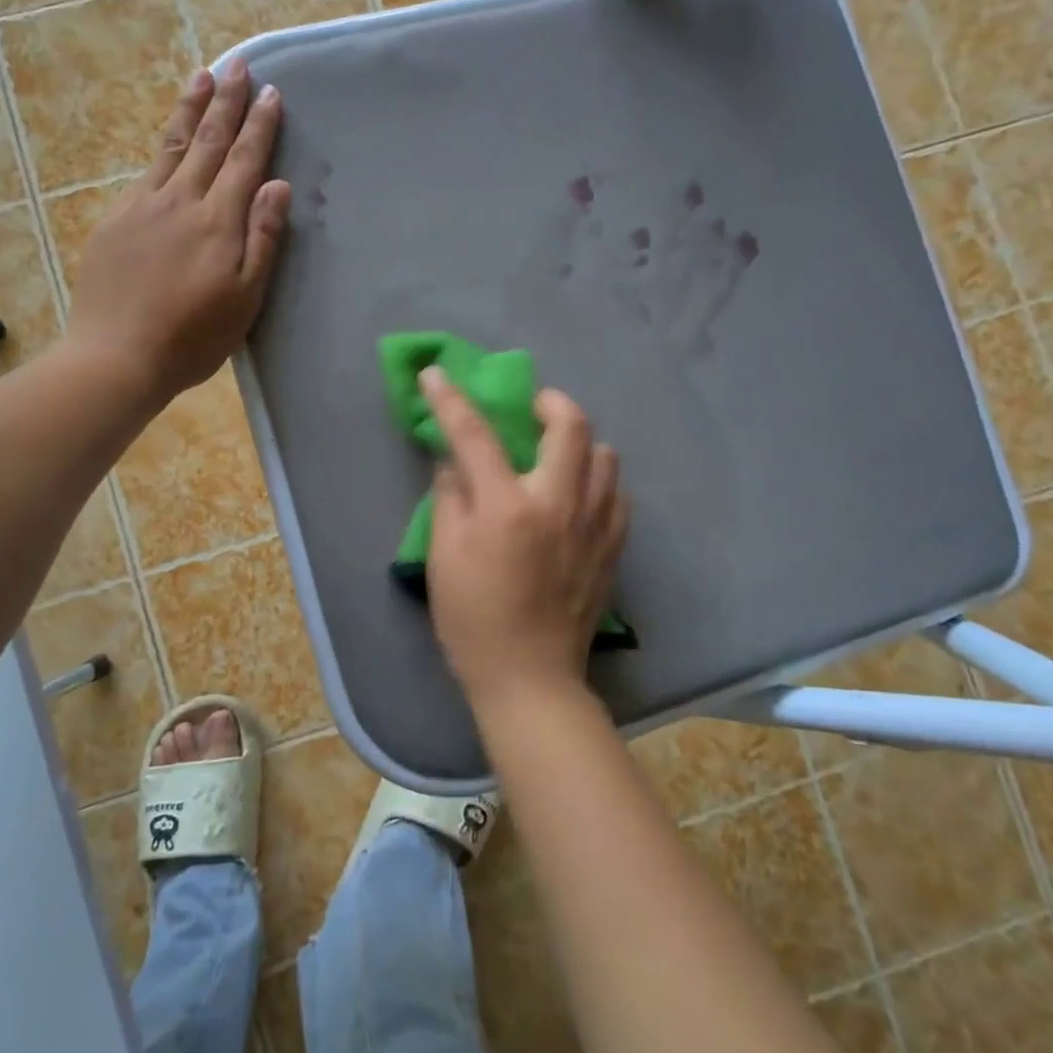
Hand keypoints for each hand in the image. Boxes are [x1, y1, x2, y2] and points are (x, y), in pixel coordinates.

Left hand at [61, 61, 289, 404]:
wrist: (117, 356)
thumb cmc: (194, 337)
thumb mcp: (245, 298)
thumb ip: (263, 238)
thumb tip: (277, 185)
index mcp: (218, 222)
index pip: (243, 160)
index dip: (258, 125)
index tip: (270, 92)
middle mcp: (180, 201)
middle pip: (208, 141)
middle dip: (225, 100)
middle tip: (237, 62)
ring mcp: (143, 206)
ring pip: (173, 146)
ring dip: (191, 109)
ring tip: (202, 76)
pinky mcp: (116, 220)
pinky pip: (146, 171)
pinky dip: (164, 146)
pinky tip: (169, 141)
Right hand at [420, 367, 630, 711]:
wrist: (530, 678)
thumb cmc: (474, 620)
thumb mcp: (443, 556)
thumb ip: (450, 497)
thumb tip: (455, 463)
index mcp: (508, 506)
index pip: (475, 435)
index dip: (451, 399)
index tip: (436, 374)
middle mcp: (559, 503)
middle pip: (571, 425)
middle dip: (549, 401)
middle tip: (530, 407)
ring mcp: (594, 525)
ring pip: (605, 455)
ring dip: (579, 442)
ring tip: (556, 454)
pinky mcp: (613, 547)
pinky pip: (616, 494)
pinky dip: (597, 482)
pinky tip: (577, 497)